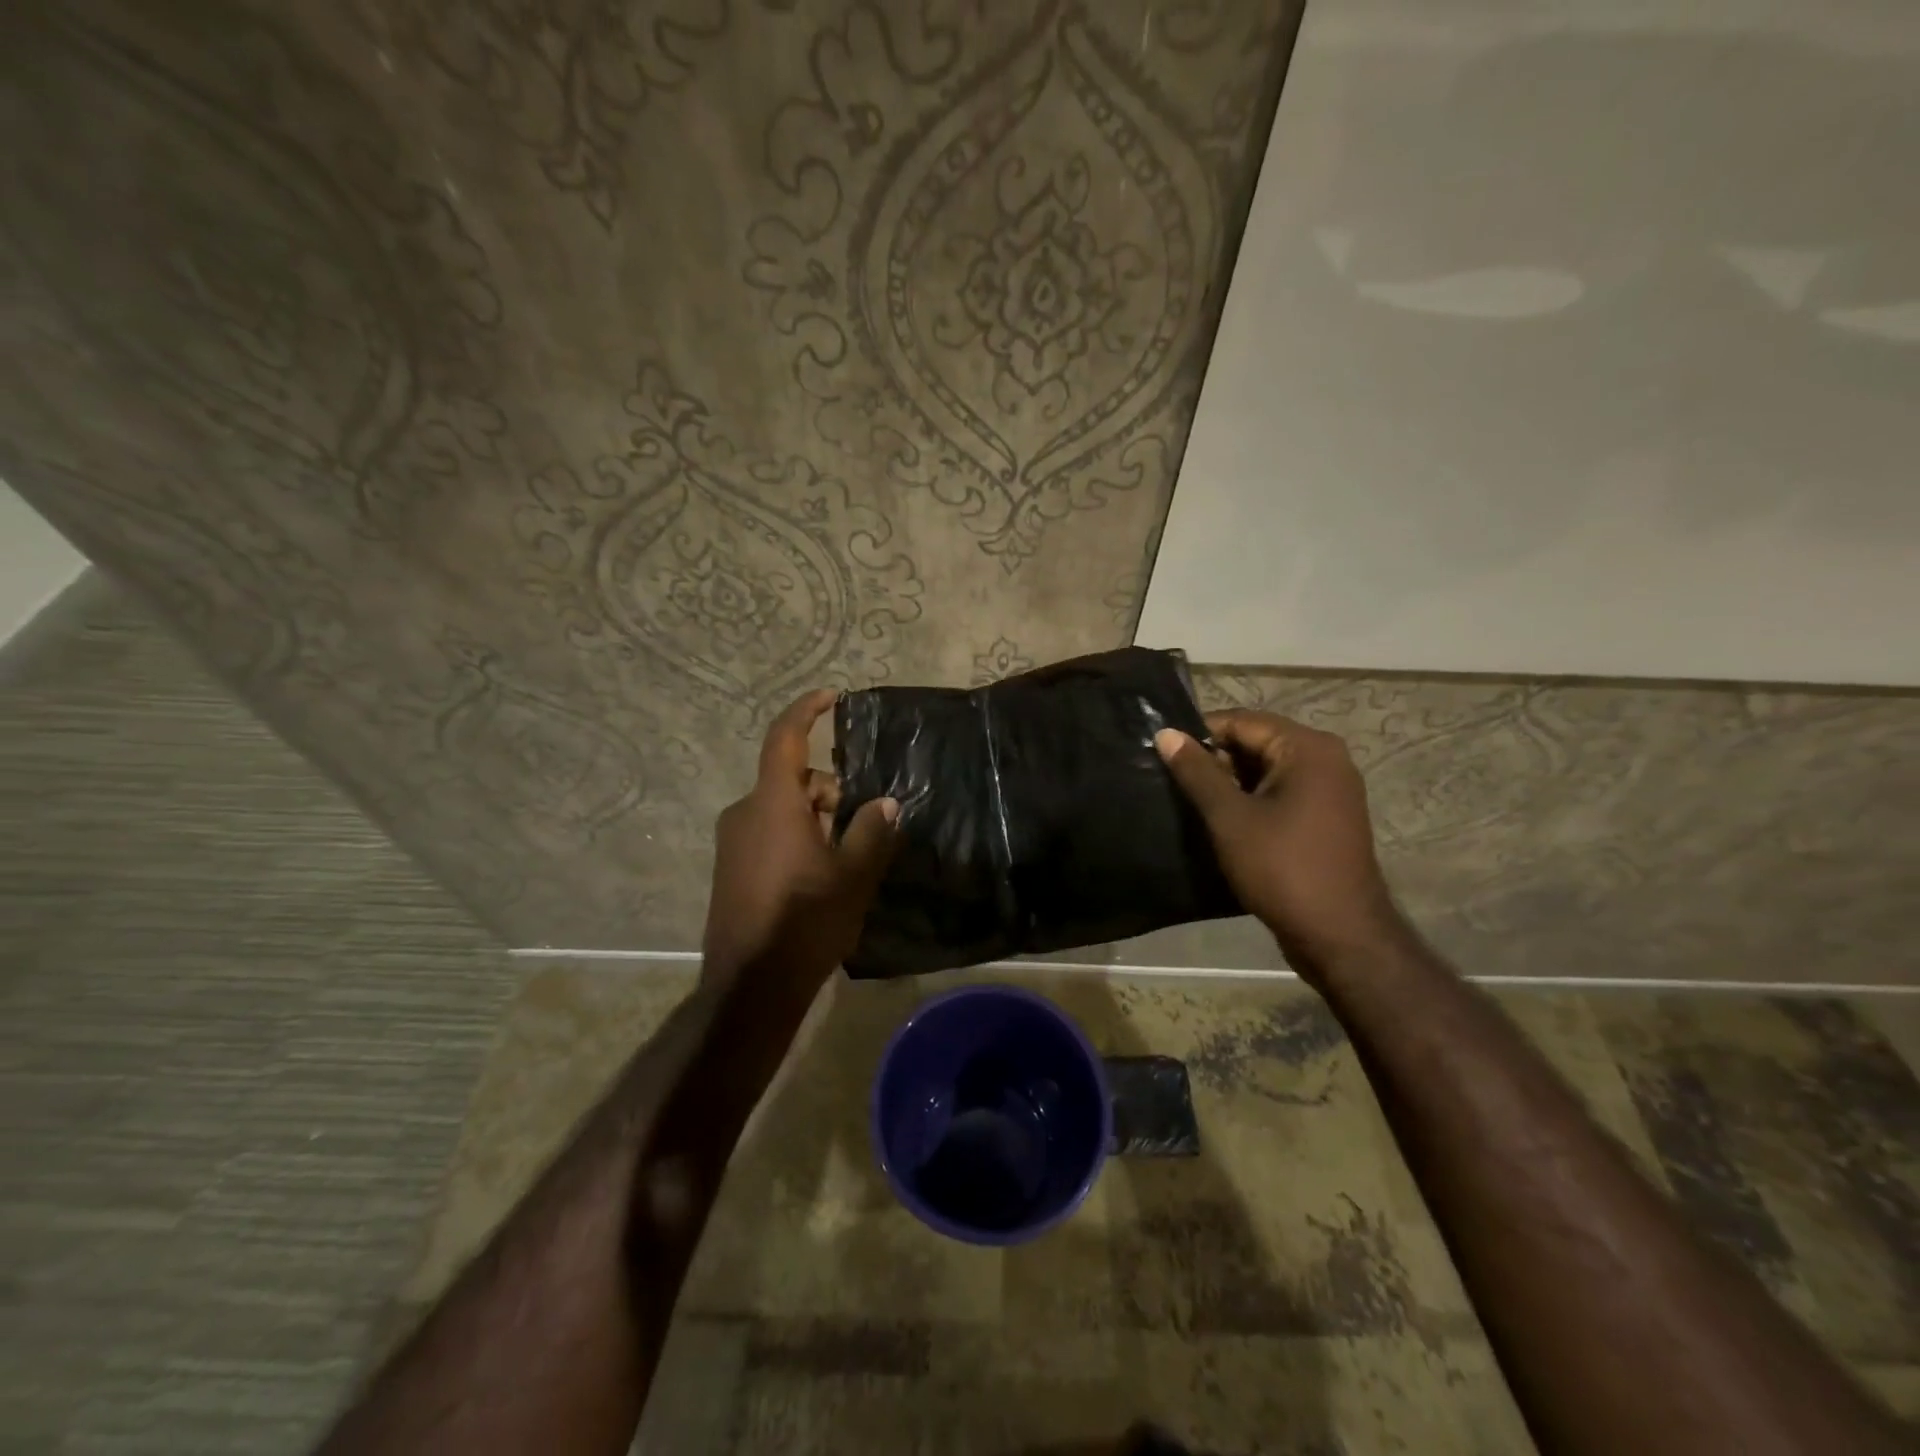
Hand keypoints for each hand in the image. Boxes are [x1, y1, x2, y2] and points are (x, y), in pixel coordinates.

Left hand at [703, 689, 898, 993]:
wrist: (750, 987)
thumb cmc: (806, 921)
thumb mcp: (853, 876)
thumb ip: (871, 832)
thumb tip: (886, 804)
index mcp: (773, 803)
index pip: (786, 738)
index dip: (807, 710)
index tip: (832, 697)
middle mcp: (745, 812)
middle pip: (793, 779)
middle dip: (831, 790)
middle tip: (864, 823)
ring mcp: (733, 841)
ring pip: (782, 808)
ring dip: (816, 817)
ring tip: (847, 857)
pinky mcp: (730, 867)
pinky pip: (768, 832)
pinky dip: (797, 836)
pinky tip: (820, 874)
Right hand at [1155, 709, 1399, 972]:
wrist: (1339, 935)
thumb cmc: (1282, 868)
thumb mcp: (1229, 817)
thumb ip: (1197, 772)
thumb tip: (1166, 733)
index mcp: (1307, 748)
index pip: (1242, 721)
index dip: (1199, 734)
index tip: (1163, 753)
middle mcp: (1326, 759)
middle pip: (1256, 742)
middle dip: (1215, 759)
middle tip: (1172, 780)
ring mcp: (1330, 789)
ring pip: (1266, 770)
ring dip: (1230, 782)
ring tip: (1189, 800)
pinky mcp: (1326, 816)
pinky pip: (1281, 792)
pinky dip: (1251, 799)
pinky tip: (1220, 819)